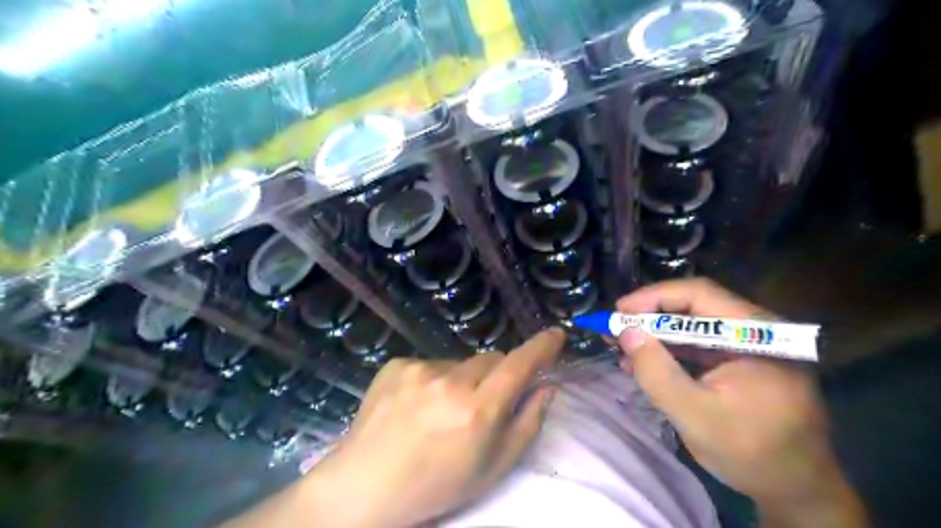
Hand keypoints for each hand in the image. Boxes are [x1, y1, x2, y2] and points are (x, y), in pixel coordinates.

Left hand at [306, 331, 561, 527]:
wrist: (366, 484)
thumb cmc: (437, 484)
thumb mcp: (493, 467)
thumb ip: (527, 424)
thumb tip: (545, 388)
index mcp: (477, 411)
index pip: (519, 366)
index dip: (541, 348)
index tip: (556, 335)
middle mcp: (449, 382)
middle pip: (491, 359)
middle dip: (496, 375)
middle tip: (482, 403)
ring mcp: (419, 370)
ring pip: (460, 362)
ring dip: (462, 379)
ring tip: (442, 410)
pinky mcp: (397, 364)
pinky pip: (430, 364)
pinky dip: (433, 380)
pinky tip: (417, 405)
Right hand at [620, 278, 865, 526]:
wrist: (798, 490)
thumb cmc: (753, 455)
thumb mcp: (696, 417)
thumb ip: (658, 373)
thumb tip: (626, 332)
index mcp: (758, 336)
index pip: (700, 295)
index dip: (654, 297)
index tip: (619, 311)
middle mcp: (757, 331)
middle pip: (695, 306)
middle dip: (649, 316)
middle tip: (614, 328)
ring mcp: (749, 345)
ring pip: (692, 325)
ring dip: (655, 334)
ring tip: (621, 345)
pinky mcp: (740, 361)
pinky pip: (698, 345)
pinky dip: (668, 351)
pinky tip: (642, 362)